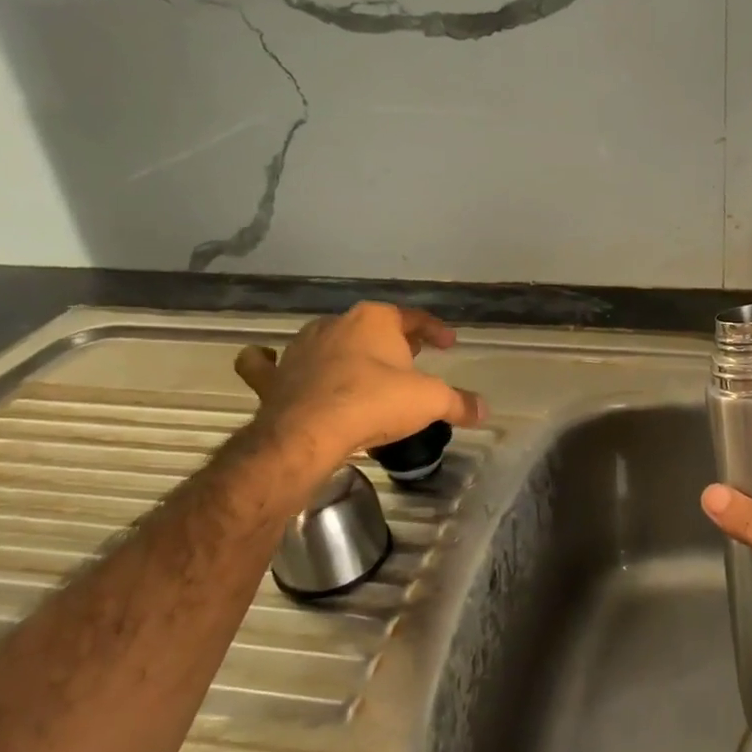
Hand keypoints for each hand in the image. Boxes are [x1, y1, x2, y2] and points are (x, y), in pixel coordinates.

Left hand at [234, 303, 484, 472]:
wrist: (308, 433)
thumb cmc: (375, 402)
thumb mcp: (430, 401)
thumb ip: (459, 403)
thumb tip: (484, 410)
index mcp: (375, 320)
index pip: (414, 318)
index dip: (435, 331)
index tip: (449, 344)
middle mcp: (336, 324)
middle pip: (372, 326)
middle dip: (392, 340)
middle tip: (411, 358)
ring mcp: (300, 348)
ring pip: (327, 340)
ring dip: (344, 350)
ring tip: (361, 369)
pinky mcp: (274, 377)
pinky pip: (267, 364)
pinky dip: (270, 363)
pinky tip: (275, 364)